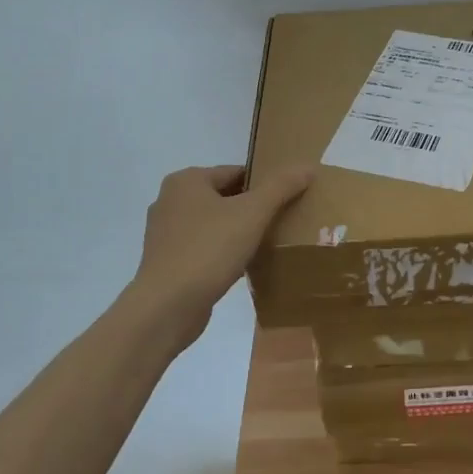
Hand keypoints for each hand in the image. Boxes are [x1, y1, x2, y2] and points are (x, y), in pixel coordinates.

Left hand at [131, 163, 314, 345]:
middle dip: (253, 208)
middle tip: (283, 221)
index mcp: (187, 181)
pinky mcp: (167, 261)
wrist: (167, 307)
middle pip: (225, 197)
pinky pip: (204, 247)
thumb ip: (281, 187)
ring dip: (239, 231)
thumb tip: (307, 166)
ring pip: (214, 223)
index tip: (289, 199)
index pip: (236, 172)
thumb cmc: (209, 250)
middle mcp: (171, 200)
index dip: (265, 184)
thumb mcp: (252, 213)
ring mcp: (165, 233)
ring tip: (268, 243)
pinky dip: (224, 252)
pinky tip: (244, 265)